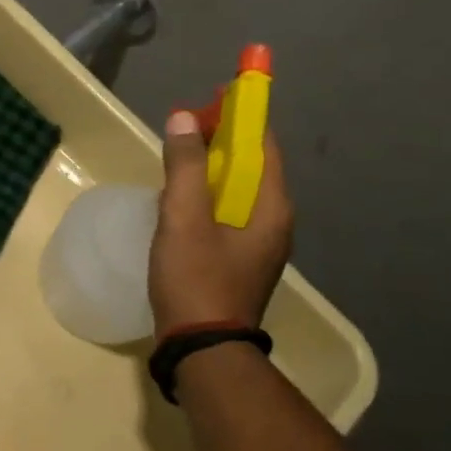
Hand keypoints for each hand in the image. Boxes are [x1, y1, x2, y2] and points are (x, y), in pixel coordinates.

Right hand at [149, 112, 293, 336]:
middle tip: (184, 130)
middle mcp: (274, 221)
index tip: (208, 101)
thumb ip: (184, 166)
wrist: (202, 349)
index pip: (262, 144)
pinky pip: (228, 213)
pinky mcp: (241, 260)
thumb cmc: (196, 279)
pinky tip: (180, 203)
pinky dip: (208, 196)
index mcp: (271, 207)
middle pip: (251, 165)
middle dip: (220, 141)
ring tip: (177, 161)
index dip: (238, 116)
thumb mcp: (184, 218)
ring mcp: (259, 244)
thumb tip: (185, 118)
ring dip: (211, 169)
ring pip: (237, 191)